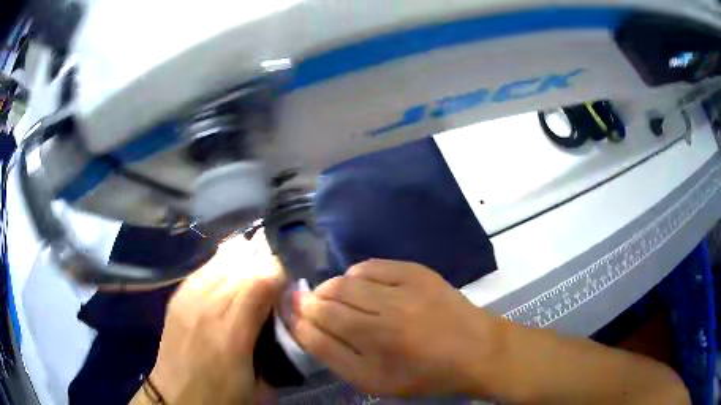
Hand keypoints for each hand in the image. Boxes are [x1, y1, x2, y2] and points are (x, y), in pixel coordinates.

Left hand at [147, 231, 284, 404]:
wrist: (176, 398)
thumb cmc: (223, 398)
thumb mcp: (261, 387)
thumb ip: (279, 353)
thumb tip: (287, 320)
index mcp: (232, 335)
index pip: (261, 282)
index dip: (280, 275)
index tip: (289, 286)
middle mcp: (207, 308)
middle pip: (242, 267)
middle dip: (264, 266)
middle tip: (275, 281)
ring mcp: (187, 299)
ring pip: (222, 262)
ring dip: (243, 263)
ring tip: (255, 272)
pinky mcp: (176, 297)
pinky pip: (204, 269)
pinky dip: (221, 265)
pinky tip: (230, 271)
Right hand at [290, 259, 500, 396]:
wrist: (474, 350)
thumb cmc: (422, 374)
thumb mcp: (373, 380)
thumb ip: (332, 354)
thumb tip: (301, 324)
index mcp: (375, 349)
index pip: (317, 324)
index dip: (298, 316)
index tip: (293, 313)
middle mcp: (386, 316)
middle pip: (327, 298)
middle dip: (313, 302)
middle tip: (317, 310)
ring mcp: (404, 288)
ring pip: (346, 280)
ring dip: (333, 289)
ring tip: (342, 303)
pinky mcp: (417, 271)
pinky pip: (370, 266)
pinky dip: (358, 276)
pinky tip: (365, 289)